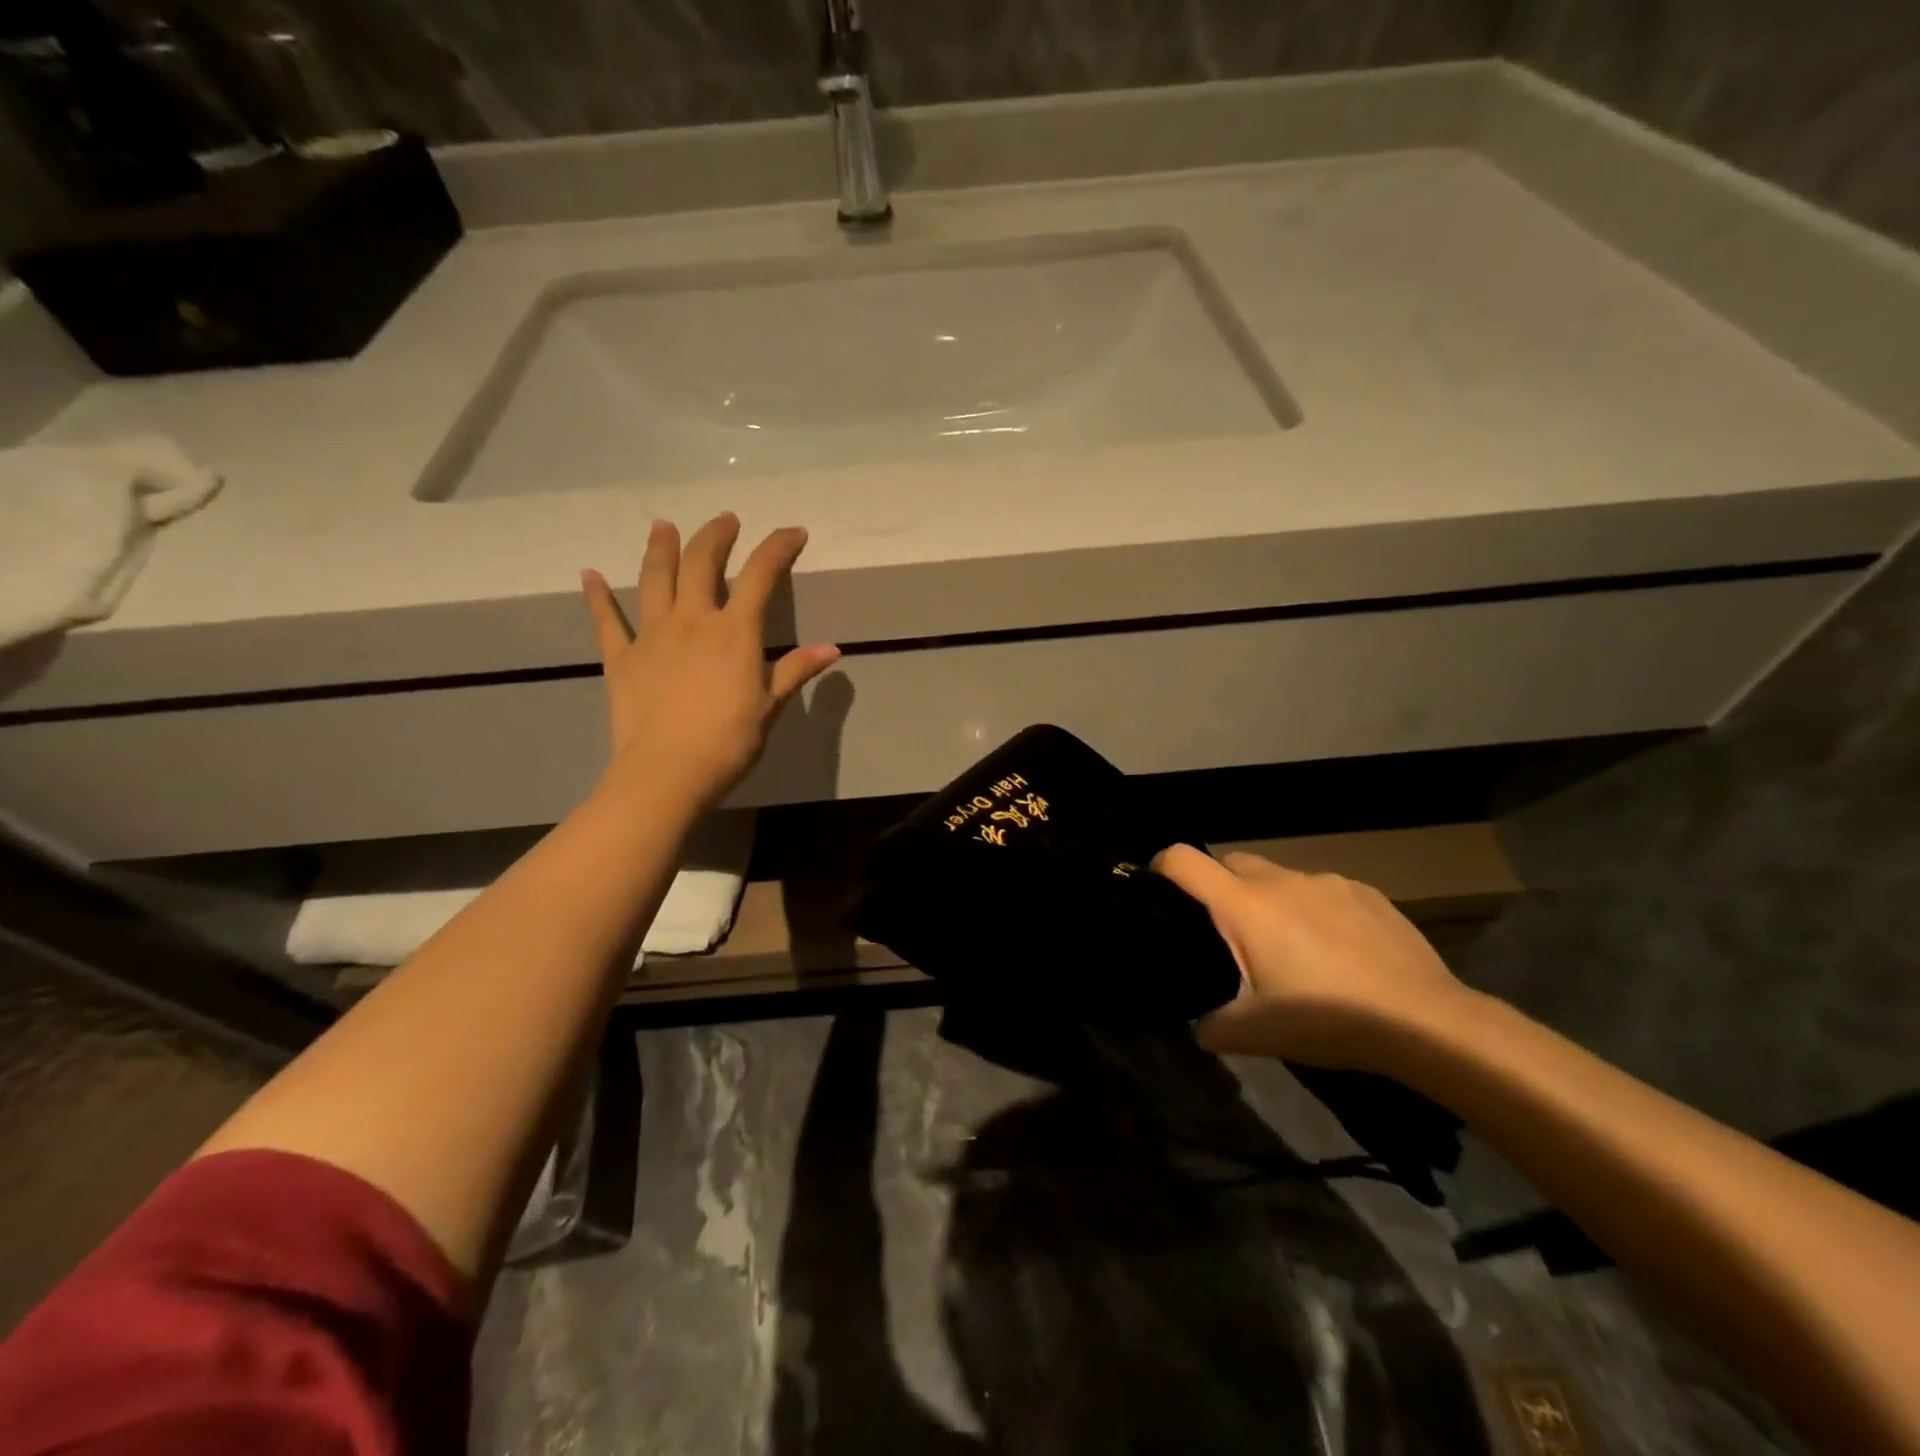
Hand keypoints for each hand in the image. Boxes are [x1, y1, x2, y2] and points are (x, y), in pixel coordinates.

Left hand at [582, 513, 840, 807]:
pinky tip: (589, 574)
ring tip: (663, 526)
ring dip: (660, 549)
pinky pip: (607, 621)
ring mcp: (652, 636)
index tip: (793, 532)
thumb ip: (796, 670)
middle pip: (702, 564)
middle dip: (716, 536)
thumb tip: (831, 649)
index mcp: (734, 632)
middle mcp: (692, 621)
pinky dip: (598, 597)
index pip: (761, 576)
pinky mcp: (621, 658)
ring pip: (655, 580)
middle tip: (725, 520)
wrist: (667, 772)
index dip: (778, 548)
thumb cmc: (728, 741)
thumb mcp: (770, 706)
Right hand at [1153, 845, 1481, 1068]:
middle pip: (1231, 862)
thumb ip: (1211, 1026)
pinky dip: (1314, 909)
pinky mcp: (1365, 892)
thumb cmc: (1328, 1020)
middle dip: (1220, 887)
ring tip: (1291, 947)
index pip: (1183, 859)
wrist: (1425, 1021)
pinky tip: (1337, 950)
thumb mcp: (1256, 1035)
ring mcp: (1327, 881)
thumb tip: (1197, 1024)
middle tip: (1230, 933)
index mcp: (1244, 905)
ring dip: (1271, 900)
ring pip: (1279, 877)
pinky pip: (1322, 890)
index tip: (1158, 890)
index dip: (1161, 866)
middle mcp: (1281, 880)